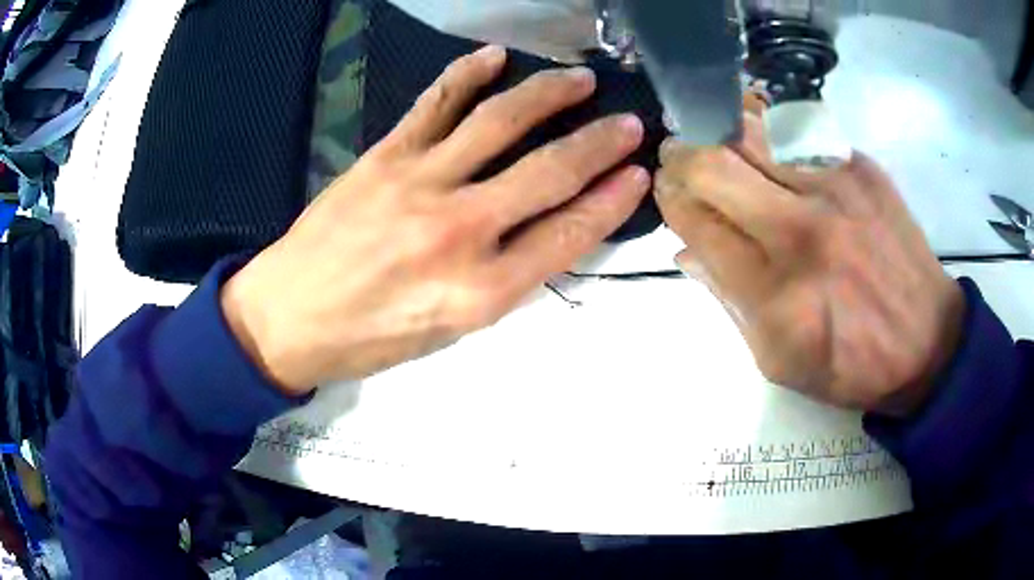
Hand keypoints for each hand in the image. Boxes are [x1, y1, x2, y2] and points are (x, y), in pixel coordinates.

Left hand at [221, 46, 649, 395]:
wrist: (290, 316)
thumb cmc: (372, 338)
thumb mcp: (451, 331)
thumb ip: (505, 279)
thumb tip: (551, 229)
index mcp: (480, 291)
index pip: (568, 234)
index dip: (611, 200)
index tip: (637, 174)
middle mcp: (458, 231)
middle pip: (548, 172)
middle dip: (599, 143)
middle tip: (629, 122)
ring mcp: (418, 183)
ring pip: (498, 122)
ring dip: (547, 95)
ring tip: (578, 79)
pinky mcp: (384, 156)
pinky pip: (435, 103)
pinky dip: (468, 75)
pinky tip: (496, 58)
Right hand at [654, 101, 964, 416]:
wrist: (926, 342)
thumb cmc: (851, 364)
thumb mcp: (779, 362)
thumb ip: (729, 303)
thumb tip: (688, 249)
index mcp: (776, 295)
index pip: (698, 224)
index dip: (671, 200)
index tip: (667, 193)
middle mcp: (801, 231)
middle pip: (713, 166)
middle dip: (681, 157)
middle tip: (676, 157)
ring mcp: (833, 189)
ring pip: (751, 131)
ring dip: (718, 131)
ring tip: (713, 138)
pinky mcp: (859, 167)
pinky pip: (795, 128)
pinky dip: (764, 124)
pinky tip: (761, 135)